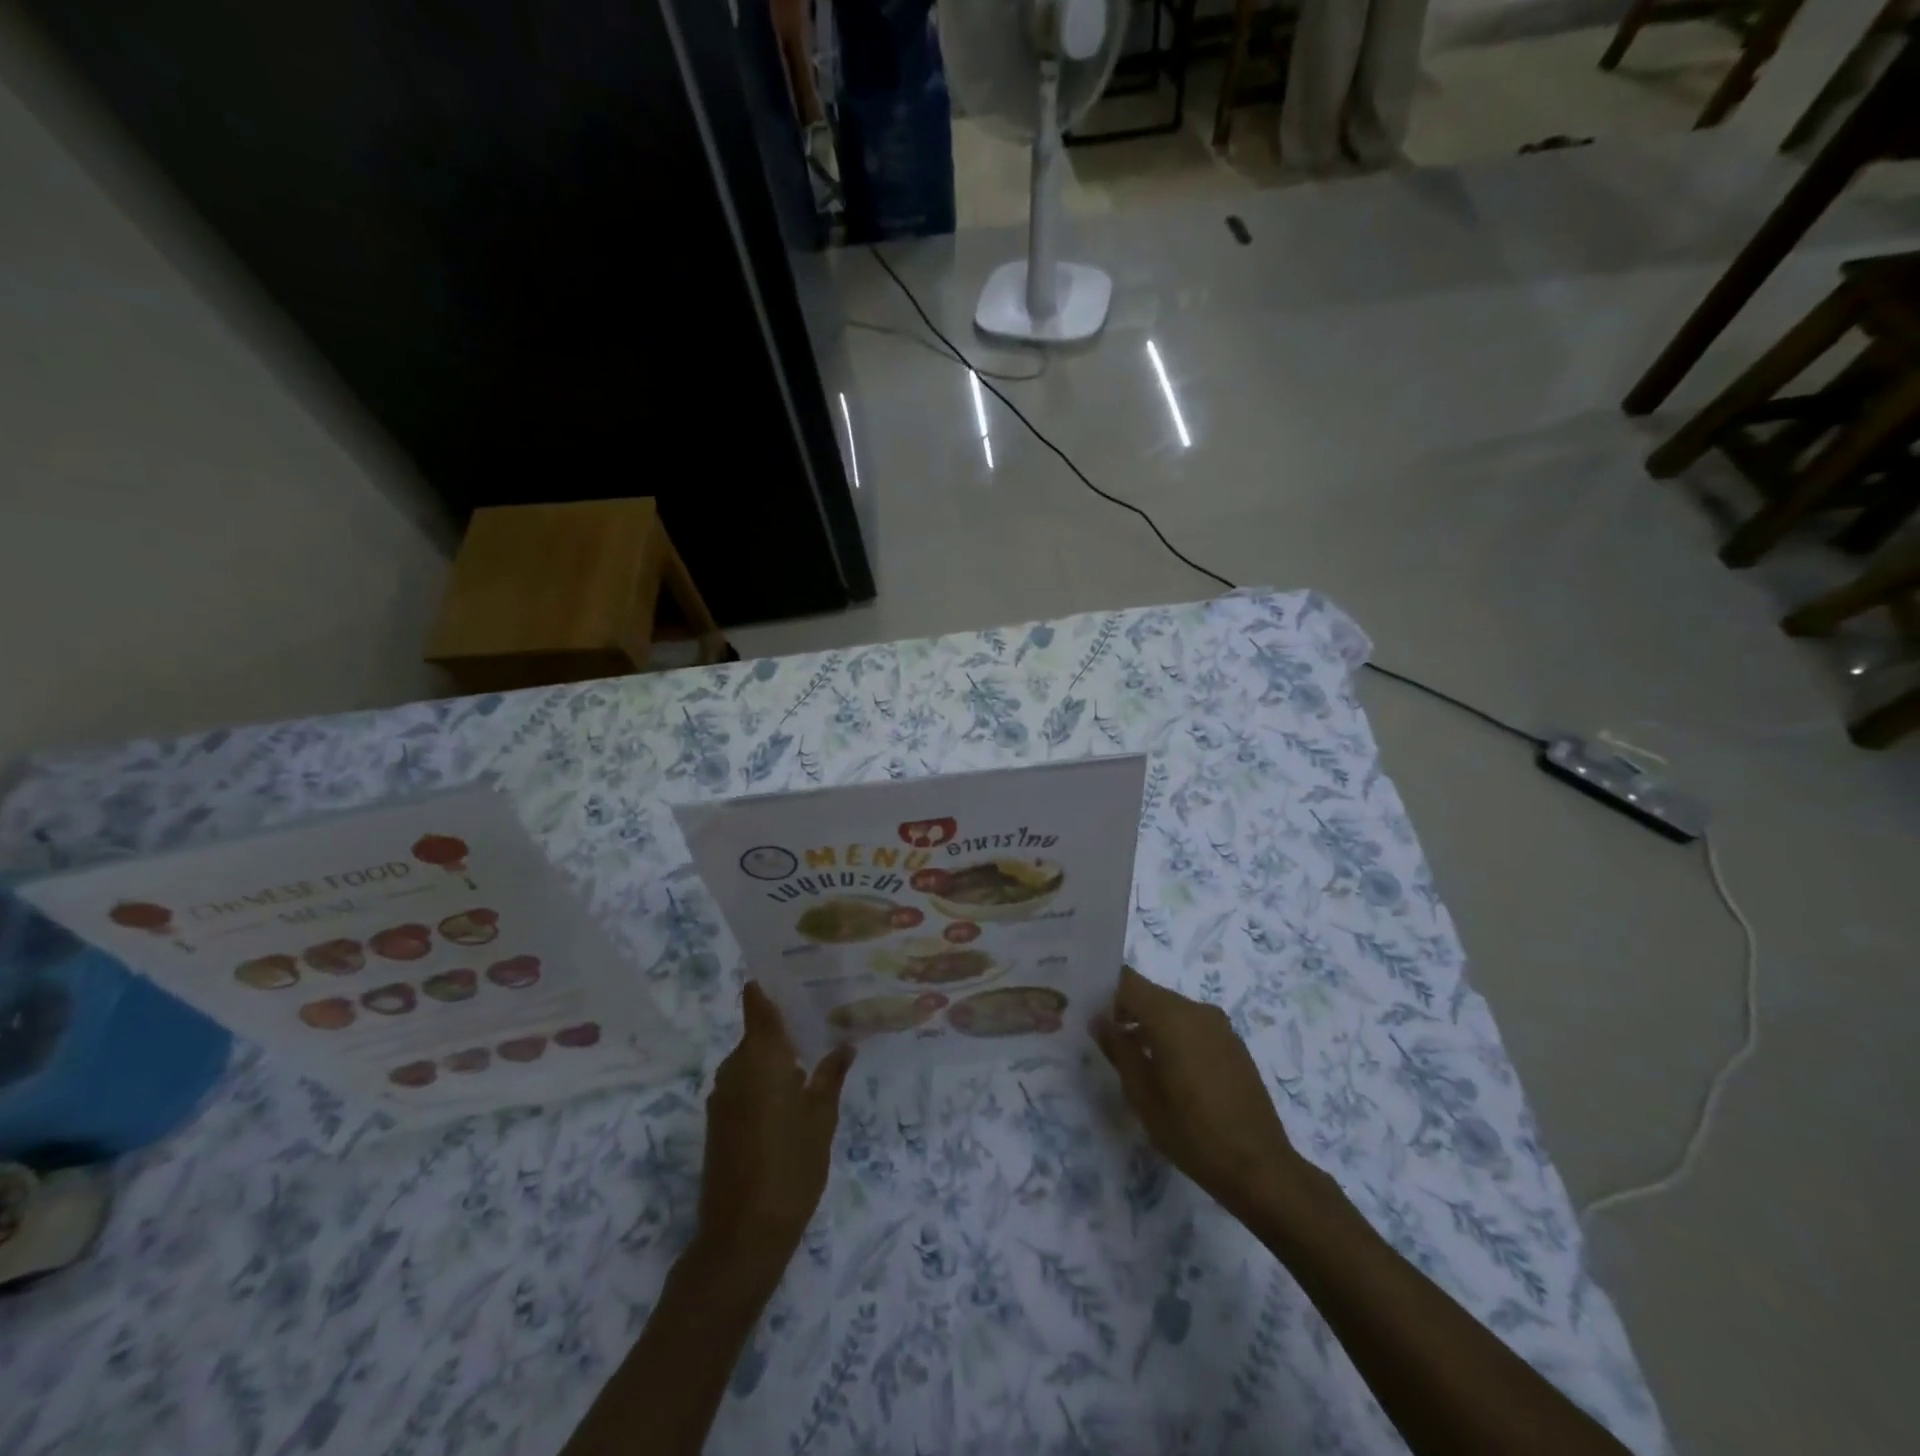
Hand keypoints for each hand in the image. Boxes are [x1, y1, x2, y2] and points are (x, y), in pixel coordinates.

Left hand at [694, 982, 854, 1286]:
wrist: (742, 1235)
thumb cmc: (791, 1165)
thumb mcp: (822, 1118)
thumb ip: (831, 1076)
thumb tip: (844, 1045)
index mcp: (760, 1056)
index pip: (757, 1004)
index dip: (768, 986)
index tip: (791, 971)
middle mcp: (734, 1067)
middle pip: (757, 1033)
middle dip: (784, 1026)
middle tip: (822, 1018)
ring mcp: (722, 1096)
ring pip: (751, 1061)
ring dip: (776, 1057)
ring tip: (814, 1054)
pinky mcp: (718, 1122)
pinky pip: (744, 1084)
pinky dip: (764, 1081)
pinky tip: (792, 1094)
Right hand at [1094, 966, 1303, 1220]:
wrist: (1260, 1167)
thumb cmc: (1191, 1132)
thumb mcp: (1142, 1095)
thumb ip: (1118, 1050)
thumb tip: (1099, 1020)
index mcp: (1170, 1016)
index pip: (1128, 981)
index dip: (1104, 990)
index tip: (1086, 1009)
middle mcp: (1196, 1010)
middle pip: (1150, 993)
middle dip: (1124, 1009)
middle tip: (1103, 1037)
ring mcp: (1219, 1025)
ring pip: (1171, 1009)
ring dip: (1149, 1023)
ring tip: (1132, 1057)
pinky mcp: (1232, 1043)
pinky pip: (1192, 1025)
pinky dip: (1173, 1034)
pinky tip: (1167, 1069)